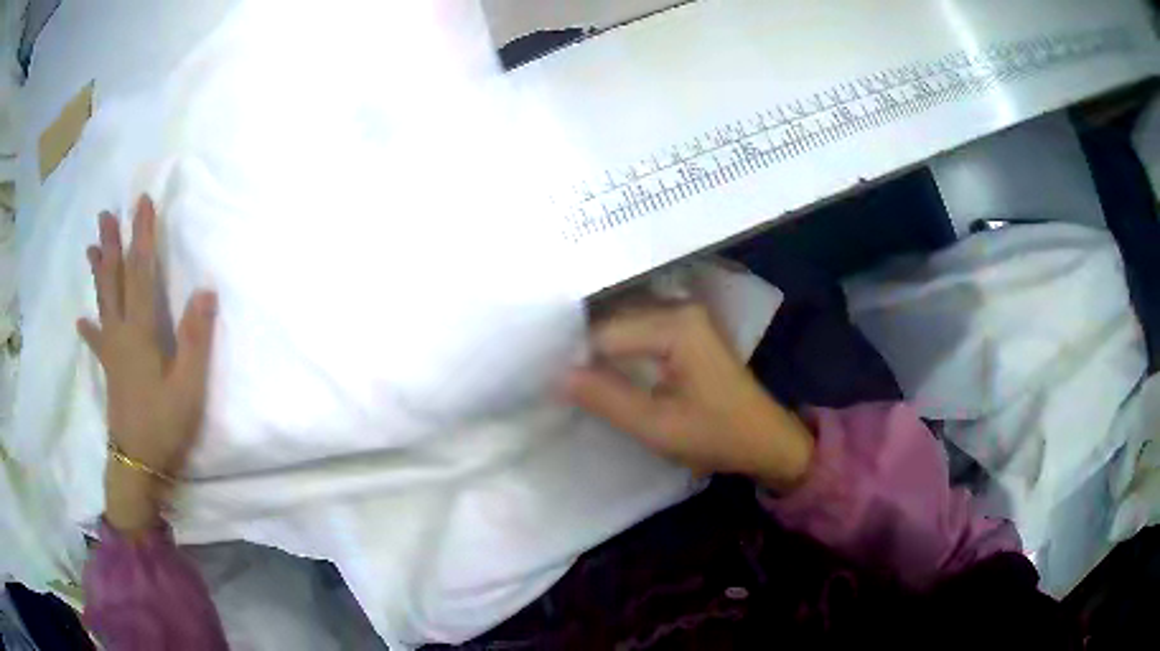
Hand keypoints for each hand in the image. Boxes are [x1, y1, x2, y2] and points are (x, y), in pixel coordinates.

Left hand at [77, 196, 216, 532]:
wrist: (138, 464)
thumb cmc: (164, 424)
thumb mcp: (188, 386)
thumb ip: (195, 339)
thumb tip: (205, 290)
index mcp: (140, 331)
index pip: (141, 271)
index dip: (142, 235)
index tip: (143, 203)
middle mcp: (121, 332)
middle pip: (114, 280)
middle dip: (111, 245)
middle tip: (105, 215)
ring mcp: (112, 352)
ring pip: (103, 302)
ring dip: (98, 273)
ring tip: (91, 248)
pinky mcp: (110, 370)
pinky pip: (97, 341)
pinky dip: (90, 328)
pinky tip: (81, 321)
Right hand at [563, 303, 813, 492]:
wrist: (765, 439)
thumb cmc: (716, 435)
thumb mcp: (657, 426)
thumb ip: (606, 399)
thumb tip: (556, 376)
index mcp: (676, 324)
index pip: (604, 333)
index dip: (574, 361)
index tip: (548, 387)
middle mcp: (678, 307)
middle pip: (611, 325)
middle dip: (583, 354)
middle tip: (553, 384)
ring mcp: (683, 315)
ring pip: (621, 329)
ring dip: (597, 354)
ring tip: (570, 381)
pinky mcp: (684, 329)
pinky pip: (636, 334)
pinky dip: (616, 353)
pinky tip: (600, 375)